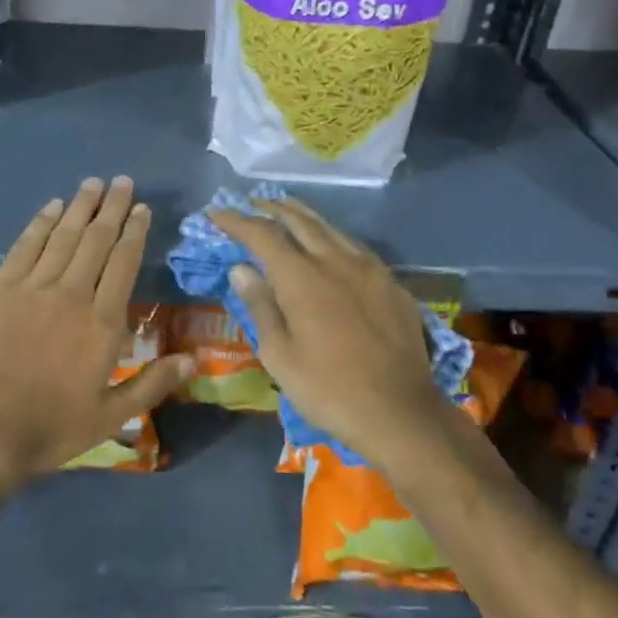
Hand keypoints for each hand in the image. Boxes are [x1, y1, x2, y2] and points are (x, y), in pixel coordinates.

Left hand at [0, 178, 192, 489]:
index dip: (135, 232)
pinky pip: (25, 246)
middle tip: (122, 181)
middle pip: (96, 240)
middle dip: (112, 207)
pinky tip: (52, 207)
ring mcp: (32, 288)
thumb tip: (193, 359)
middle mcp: (72, 294)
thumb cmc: (49, 428)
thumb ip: (152, 384)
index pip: (124, 263)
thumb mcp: (110, 417)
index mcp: (102, 323)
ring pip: (63, 235)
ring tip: (93, 184)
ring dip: (80, 206)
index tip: (142, 208)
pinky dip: (41, 223)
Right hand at [209, 198, 455, 469]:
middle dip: (271, 209)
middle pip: (299, 220)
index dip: (236, 220)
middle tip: (251, 204)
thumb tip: (241, 269)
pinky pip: (355, 247)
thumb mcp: (280, 356)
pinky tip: (330, 245)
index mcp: (302, 278)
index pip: (262, 234)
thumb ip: (261, 306)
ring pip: (330, 228)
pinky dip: (332, 236)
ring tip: (286, 211)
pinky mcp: (391, 283)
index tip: (216, 214)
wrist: (401, 413)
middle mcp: (335, 261)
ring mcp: (369, 268)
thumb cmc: (329, 390)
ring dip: (303, 216)